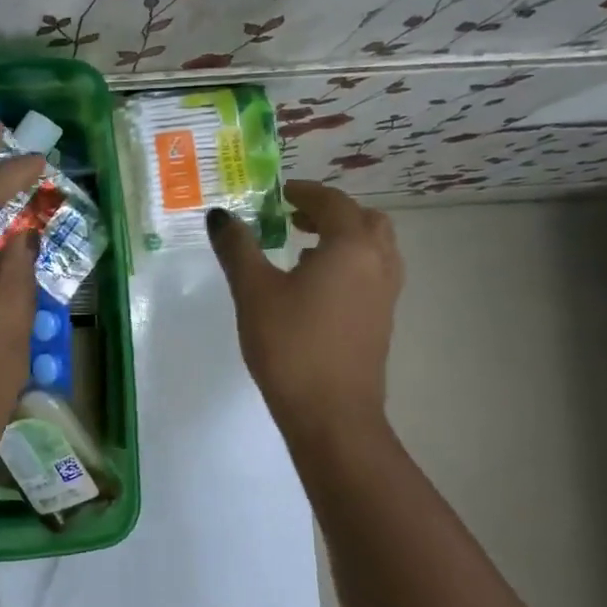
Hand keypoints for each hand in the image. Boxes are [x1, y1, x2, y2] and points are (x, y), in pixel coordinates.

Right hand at [207, 180, 402, 438]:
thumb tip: (220, 215)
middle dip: (332, 213)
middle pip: (366, 221)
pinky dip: (349, 264)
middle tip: (296, 218)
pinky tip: (314, 288)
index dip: (305, 192)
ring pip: (374, 249)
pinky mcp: (381, 321)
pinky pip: (371, 274)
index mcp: (350, 247)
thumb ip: (237, 248)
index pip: (332, 203)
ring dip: (343, 238)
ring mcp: (385, 295)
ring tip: (303, 250)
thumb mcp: (253, 291)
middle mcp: (378, 263)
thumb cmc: (290, 344)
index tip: (280, 193)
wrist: (331, 414)